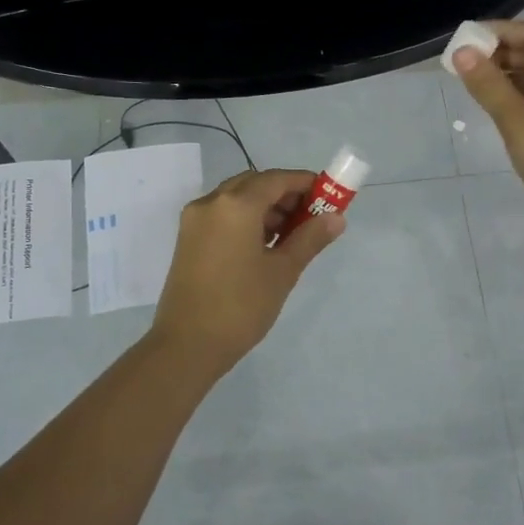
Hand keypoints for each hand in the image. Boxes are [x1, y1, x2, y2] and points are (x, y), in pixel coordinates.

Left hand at [151, 168, 345, 369]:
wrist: (187, 345)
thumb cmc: (241, 306)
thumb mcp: (282, 271)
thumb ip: (310, 238)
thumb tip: (336, 218)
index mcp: (236, 205)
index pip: (277, 179)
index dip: (305, 183)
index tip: (328, 197)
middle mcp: (211, 203)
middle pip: (255, 184)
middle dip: (285, 195)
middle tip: (310, 218)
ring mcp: (195, 220)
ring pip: (236, 198)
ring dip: (265, 207)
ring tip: (291, 235)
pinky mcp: (187, 239)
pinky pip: (222, 215)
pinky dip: (245, 219)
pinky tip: (264, 245)